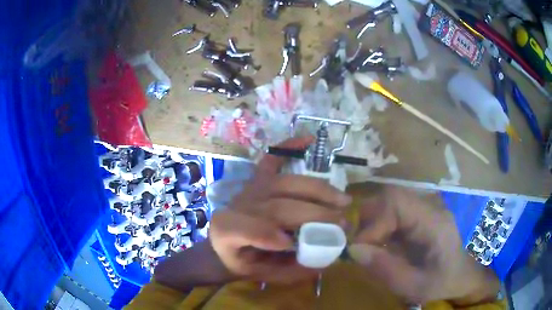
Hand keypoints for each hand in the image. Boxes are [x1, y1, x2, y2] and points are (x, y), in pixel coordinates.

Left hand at [210, 137, 351, 283]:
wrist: (224, 245)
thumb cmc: (245, 262)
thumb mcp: (263, 276)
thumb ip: (292, 271)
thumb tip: (327, 258)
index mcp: (228, 232)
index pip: (245, 229)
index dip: (268, 234)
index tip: (300, 244)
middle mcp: (238, 205)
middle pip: (277, 206)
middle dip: (314, 213)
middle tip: (343, 222)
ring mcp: (249, 189)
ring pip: (285, 184)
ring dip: (317, 190)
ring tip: (343, 200)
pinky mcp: (257, 179)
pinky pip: (271, 159)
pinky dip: (288, 146)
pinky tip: (308, 140)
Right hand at [348, 186, 499, 304]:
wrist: (461, 276)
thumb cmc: (441, 283)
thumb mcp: (414, 286)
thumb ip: (386, 269)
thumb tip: (353, 250)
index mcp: (435, 222)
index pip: (398, 202)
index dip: (374, 222)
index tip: (361, 248)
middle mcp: (430, 208)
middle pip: (392, 197)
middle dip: (370, 219)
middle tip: (360, 246)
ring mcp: (425, 209)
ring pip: (390, 202)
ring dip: (373, 222)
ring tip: (368, 247)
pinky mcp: (420, 215)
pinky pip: (394, 212)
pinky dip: (380, 226)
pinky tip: (380, 244)